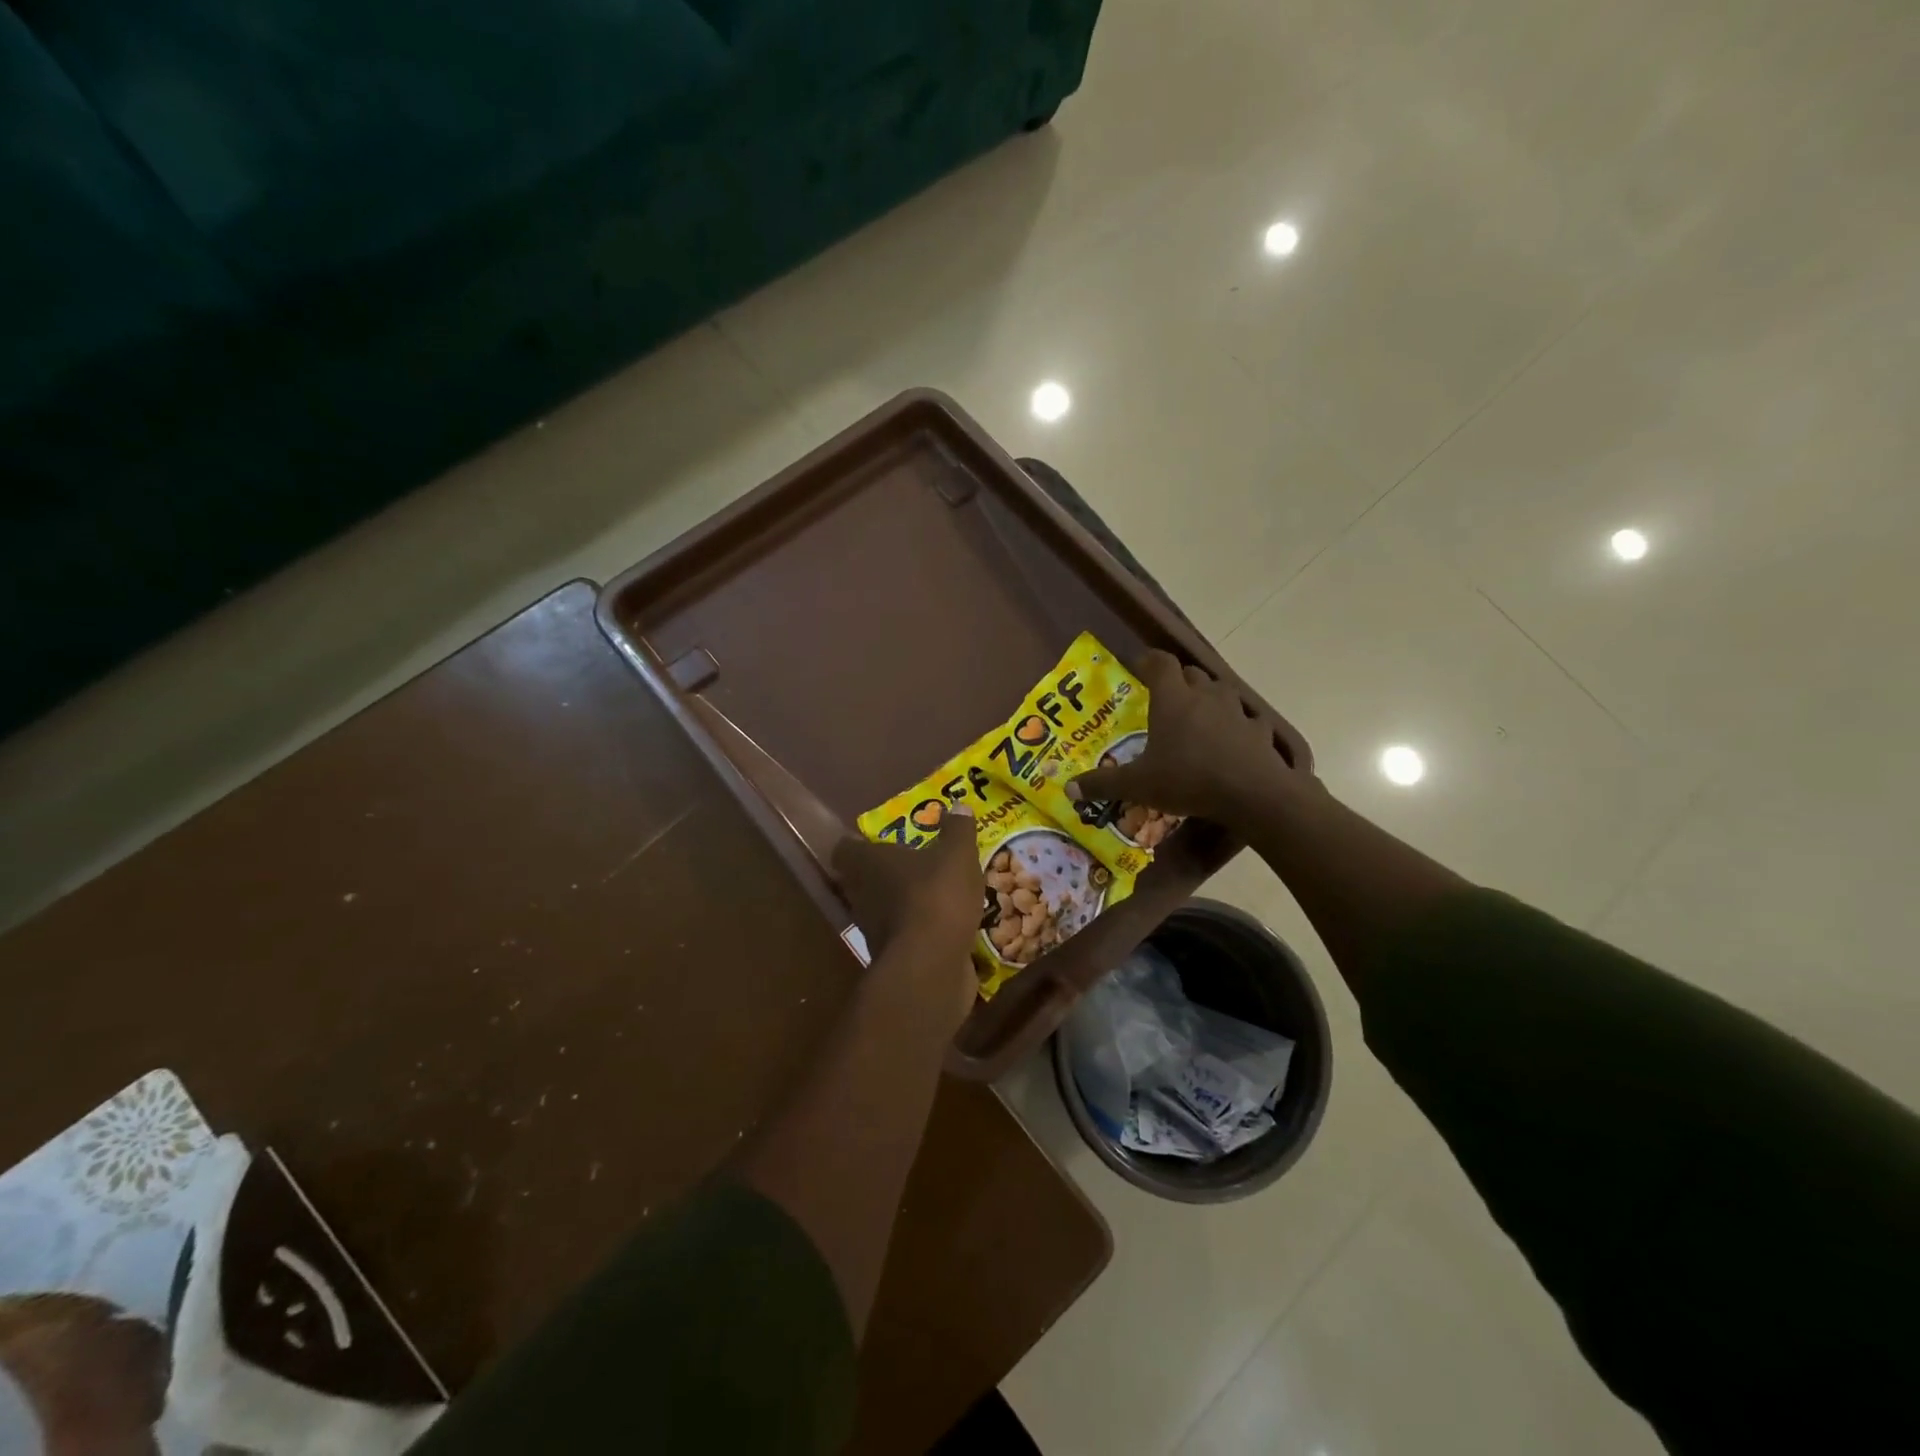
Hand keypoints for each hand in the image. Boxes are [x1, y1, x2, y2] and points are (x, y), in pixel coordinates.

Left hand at [833, 805, 982, 1020]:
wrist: (931, 967)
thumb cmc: (936, 897)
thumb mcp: (956, 855)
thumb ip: (957, 830)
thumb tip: (958, 804)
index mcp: (867, 863)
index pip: (845, 848)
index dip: (857, 843)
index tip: (875, 838)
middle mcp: (861, 894)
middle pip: (862, 878)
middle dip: (883, 872)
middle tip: (910, 861)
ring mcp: (873, 929)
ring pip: (881, 907)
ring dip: (900, 901)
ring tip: (930, 891)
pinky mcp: (892, 957)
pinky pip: (902, 934)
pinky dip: (917, 928)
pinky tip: (942, 923)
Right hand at [1067, 650, 1315, 834]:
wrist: (1253, 793)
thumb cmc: (1188, 779)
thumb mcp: (1138, 785)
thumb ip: (1103, 784)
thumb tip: (1069, 788)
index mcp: (1173, 698)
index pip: (1159, 662)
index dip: (1147, 661)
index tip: (1137, 667)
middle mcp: (1205, 695)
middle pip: (1190, 673)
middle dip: (1177, 680)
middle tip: (1164, 697)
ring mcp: (1237, 710)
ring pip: (1220, 691)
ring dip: (1208, 698)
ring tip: (1197, 717)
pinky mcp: (1260, 731)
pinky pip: (1247, 720)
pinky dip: (1238, 725)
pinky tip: (1233, 741)